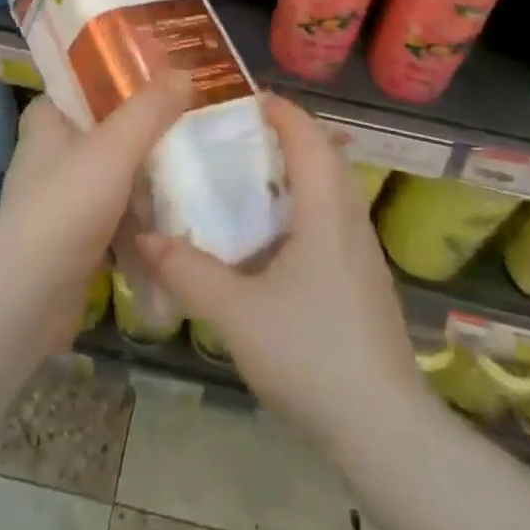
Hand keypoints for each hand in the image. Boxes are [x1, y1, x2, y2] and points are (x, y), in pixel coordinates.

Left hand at [0, 72, 191, 353]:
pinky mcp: (78, 234)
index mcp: (48, 119)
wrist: (27, 301)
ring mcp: (65, 195)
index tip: (168, 74)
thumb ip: (150, 109)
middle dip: (150, 126)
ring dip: (152, 172)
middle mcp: (52, 152)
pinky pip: (121, 210)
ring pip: (118, 170)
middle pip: (109, 126)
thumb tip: (185, 71)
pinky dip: (145, 210)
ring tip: (199, 160)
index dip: (124, 74)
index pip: (86, 82)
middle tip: (196, 118)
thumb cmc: (64, 208)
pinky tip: (181, 208)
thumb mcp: (113, 148)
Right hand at [135, 95, 426, 445]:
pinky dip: (307, 206)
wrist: (384, 430)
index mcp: (326, 212)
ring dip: (300, 172)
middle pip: (327, 156)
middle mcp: (351, 220)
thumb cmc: (311, 355)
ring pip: (335, 189)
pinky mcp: (366, 281)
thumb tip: (145, 237)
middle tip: (243, 137)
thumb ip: (189, 272)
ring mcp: (364, 253)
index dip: (282, 111)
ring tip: (254, 179)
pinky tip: (277, 239)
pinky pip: (335, 219)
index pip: (308, 138)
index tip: (247, 99)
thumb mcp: (237, 314)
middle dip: (289, 136)